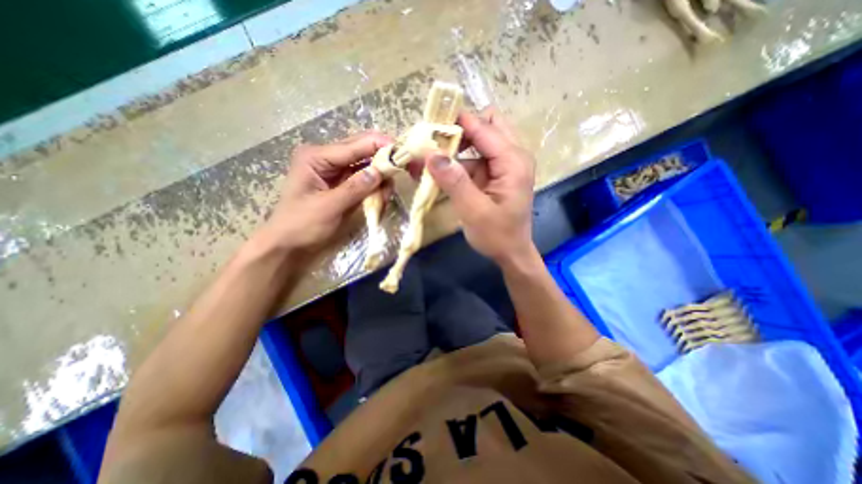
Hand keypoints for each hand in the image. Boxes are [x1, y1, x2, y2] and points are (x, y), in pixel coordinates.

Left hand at [256, 132, 391, 253]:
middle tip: (402, 176)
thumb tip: (381, 171)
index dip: (383, 146)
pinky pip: (365, 180)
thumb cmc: (301, 226)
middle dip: (384, 163)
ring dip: (381, 181)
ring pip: (368, 166)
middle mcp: (328, 158)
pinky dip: (375, 189)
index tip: (406, 154)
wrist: (287, 246)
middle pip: (364, 151)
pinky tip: (378, 202)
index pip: (357, 144)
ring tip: (382, 200)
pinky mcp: (343, 184)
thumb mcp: (328, 207)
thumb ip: (355, 187)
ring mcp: (336, 171)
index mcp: (318, 156)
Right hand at [425, 109, 535, 264]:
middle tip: (437, 143)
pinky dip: (459, 161)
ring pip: (481, 139)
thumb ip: (454, 182)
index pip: (484, 128)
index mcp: (513, 162)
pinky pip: (477, 157)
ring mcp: (505, 164)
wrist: (512, 253)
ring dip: (457, 145)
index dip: (457, 122)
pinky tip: (441, 171)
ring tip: (433, 157)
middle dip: (461, 130)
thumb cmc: (497, 236)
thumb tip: (431, 155)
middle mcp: (513, 156)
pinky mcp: (497, 174)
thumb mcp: (474, 212)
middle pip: (488, 125)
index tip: (431, 121)